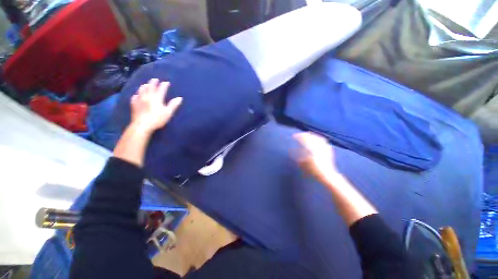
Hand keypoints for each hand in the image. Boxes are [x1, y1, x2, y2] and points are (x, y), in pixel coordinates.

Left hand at [130, 79, 182, 132]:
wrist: (142, 125)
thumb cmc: (157, 119)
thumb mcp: (168, 112)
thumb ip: (173, 105)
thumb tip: (180, 98)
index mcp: (157, 98)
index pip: (161, 89)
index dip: (164, 85)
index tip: (167, 82)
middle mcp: (147, 96)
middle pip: (150, 87)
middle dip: (153, 82)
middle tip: (155, 79)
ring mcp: (139, 100)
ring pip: (141, 90)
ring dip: (144, 86)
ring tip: (146, 84)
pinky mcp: (134, 105)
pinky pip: (134, 97)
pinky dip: (136, 94)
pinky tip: (136, 95)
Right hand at [293, 132, 339, 182]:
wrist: (328, 176)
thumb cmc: (314, 170)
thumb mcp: (303, 164)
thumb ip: (298, 156)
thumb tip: (293, 150)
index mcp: (312, 148)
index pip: (305, 139)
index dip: (299, 136)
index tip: (294, 136)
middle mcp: (319, 146)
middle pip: (312, 137)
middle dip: (305, 135)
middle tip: (300, 135)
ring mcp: (325, 148)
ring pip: (318, 138)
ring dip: (312, 136)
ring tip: (308, 135)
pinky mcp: (328, 151)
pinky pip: (323, 141)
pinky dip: (319, 139)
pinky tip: (318, 140)